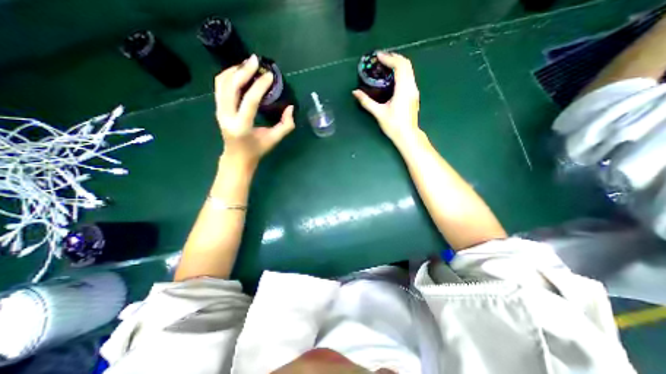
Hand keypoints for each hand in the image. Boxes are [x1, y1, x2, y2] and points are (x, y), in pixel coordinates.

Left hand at [215, 55, 295, 170]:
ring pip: (222, 83)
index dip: (260, 86)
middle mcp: (226, 116)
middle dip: (244, 70)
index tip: (270, 75)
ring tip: (248, 64)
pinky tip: (239, 72)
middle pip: (231, 86)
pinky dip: (228, 75)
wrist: (236, 157)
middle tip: (256, 60)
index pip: (249, 101)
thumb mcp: (274, 140)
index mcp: (242, 126)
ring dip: (234, 70)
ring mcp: (219, 111)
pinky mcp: (218, 108)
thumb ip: (286, 125)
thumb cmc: (257, 150)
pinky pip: (219, 86)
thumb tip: (290, 107)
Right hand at [354, 51, 420, 150]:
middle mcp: (411, 87)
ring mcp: (414, 91)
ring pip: (409, 70)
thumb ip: (366, 102)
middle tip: (382, 58)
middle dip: (394, 57)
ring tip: (386, 65)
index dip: (389, 58)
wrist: (407, 135)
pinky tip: (393, 77)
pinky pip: (409, 77)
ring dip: (399, 64)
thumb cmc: (393, 125)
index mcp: (403, 89)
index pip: (400, 66)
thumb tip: (355, 92)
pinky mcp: (414, 95)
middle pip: (406, 64)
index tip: (379, 56)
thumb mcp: (378, 113)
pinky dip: (401, 71)